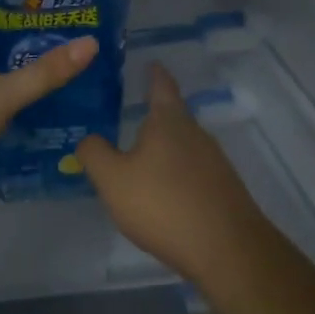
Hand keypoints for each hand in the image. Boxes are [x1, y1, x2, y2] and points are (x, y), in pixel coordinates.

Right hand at [77, 63, 270, 283]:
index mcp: (168, 121)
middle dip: (154, 115)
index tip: (150, 63)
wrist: (226, 250)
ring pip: (183, 145)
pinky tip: (162, 191)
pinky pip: (192, 171)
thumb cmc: (162, 204)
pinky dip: (175, 172)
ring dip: (164, 147)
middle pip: (173, 116)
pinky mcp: (223, 190)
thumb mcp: (112, 179)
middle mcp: (196, 134)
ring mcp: (215, 162)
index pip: (161, 85)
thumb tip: (87, 138)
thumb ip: (94, 153)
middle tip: (129, 115)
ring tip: (141, 156)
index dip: (154, 73)